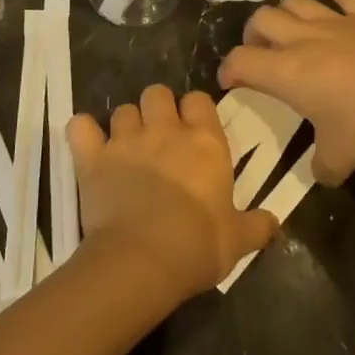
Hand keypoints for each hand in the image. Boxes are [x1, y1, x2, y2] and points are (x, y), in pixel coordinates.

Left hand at [69, 85, 277, 303]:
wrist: (142, 262)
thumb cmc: (197, 246)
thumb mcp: (238, 241)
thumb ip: (257, 226)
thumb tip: (274, 221)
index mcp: (204, 142)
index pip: (199, 100)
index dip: (195, 111)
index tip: (195, 132)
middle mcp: (165, 130)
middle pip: (157, 93)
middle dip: (157, 109)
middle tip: (159, 137)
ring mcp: (125, 140)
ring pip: (122, 110)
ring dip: (125, 125)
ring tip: (127, 149)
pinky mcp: (93, 158)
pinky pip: (80, 127)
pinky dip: (83, 133)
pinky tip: (88, 146)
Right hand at [218, 0, 354, 184]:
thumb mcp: (342, 157)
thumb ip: (324, 167)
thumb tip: (321, 174)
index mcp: (287, 72)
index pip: (241, 61)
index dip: (228, 70)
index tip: (229, 82)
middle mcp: (303, 39)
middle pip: (261, 19)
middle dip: (252, 33)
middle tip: (259, 52)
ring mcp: (337, 22)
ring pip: (296, 2)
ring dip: (285, 12)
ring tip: (288, 27)